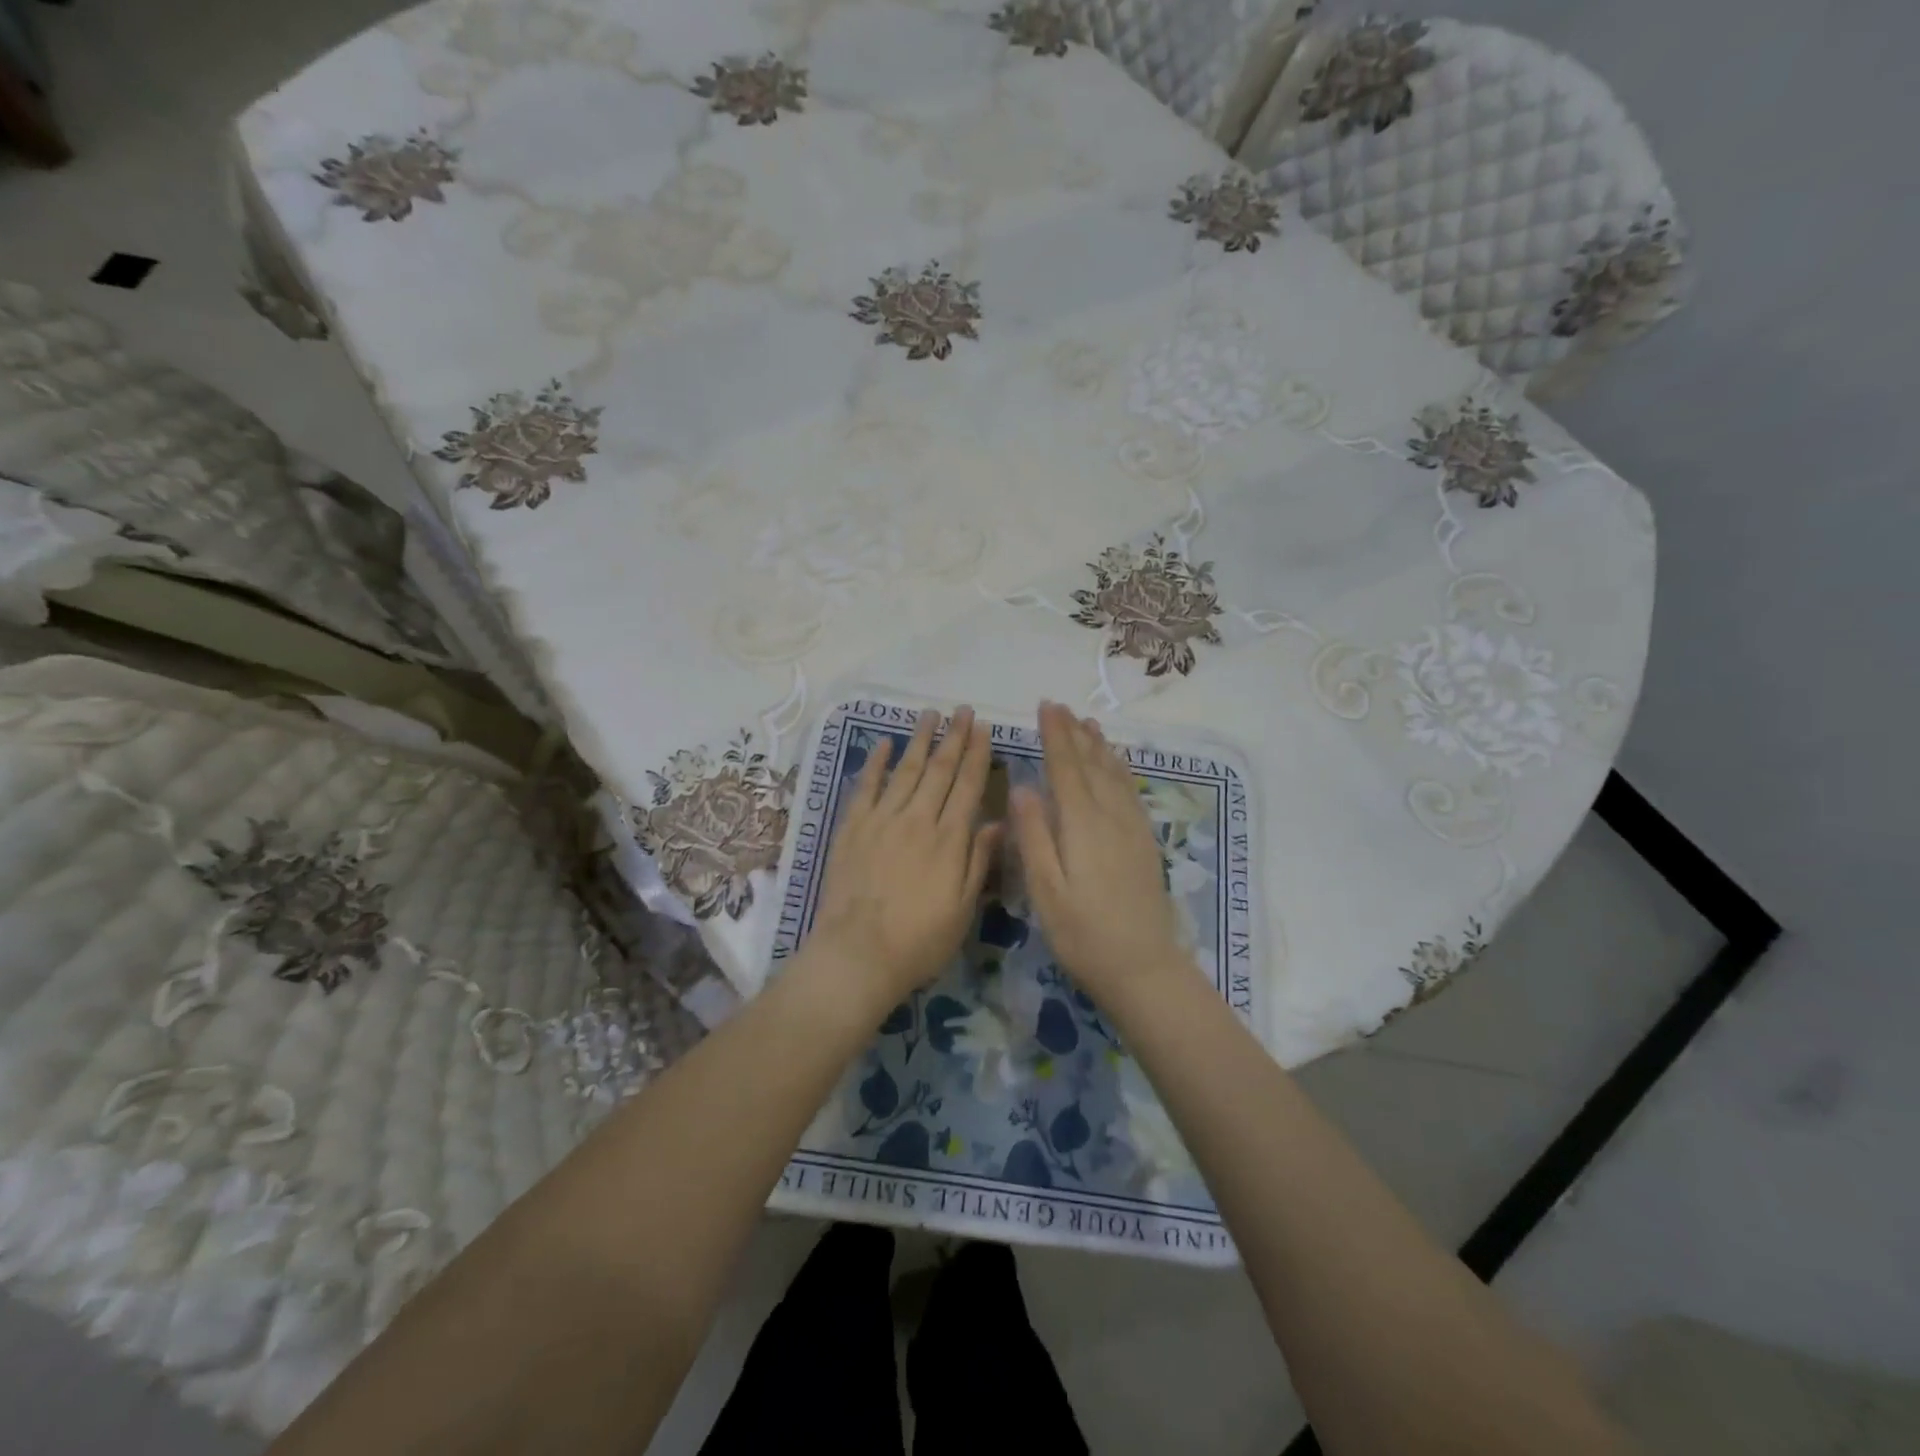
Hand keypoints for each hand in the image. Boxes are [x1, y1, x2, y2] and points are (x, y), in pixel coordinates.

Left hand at [809, 706, 1002, 1006]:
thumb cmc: (919, 941)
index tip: (983, 728)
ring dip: (919, 740)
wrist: (858, 954)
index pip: (967, 786)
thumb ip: (979, 861)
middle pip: (939, 770)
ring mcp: (881, 820)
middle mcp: (917, 820)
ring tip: (930, 714)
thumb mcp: (963, 908)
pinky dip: (877, 763)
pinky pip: (866, 786)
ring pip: (905, 770)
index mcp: (949, 840)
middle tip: (962, 710)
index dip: (976, 755)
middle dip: (953, 737)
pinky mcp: (852, 828)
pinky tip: (886, 744)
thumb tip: (997, 821)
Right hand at [1010, 702, 1188, 1003]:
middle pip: (1091, 764)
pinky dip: (1120, 768)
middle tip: (1060, 706)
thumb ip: (1034, 836)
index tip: (1045, 707)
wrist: (1143, 966)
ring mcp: (1133, 827)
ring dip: (1099, 746)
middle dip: (1074, 733)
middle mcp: (1111, 816)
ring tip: (1087, 723)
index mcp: (1082, 824)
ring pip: (1114, 773)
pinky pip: (1131, 790)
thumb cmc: (1083, 933)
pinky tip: (1116, 764)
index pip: (1066, 768)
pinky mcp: (1145, 841)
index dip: (1055, 736)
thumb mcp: (1046, 890)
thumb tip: (1022, 787)